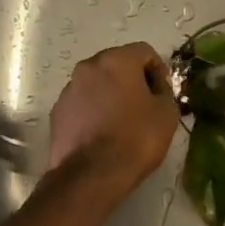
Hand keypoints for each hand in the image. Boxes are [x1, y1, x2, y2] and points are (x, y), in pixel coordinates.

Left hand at [47, 43, 179, 196]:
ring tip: (122, 122)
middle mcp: (87, 67)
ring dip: (110, 95)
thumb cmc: (136, 138)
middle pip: (116, 64)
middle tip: (145, 105)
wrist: (92, 174)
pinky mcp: (57, 113)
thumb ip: (164, 91)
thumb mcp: (167, 113)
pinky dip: (93, 111)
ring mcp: (68, 90)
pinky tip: (102, 134)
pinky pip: (82, 104)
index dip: (158, 70)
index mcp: (116, 60)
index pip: (144, 51)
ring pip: (96, 84)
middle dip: (132, 80)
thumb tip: (156, 87)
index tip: (163, 92)